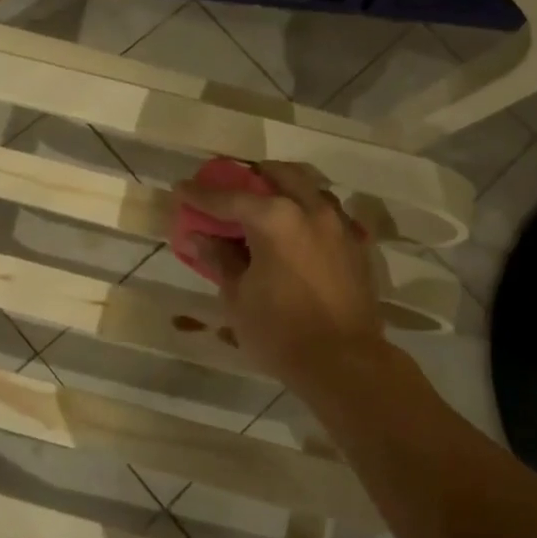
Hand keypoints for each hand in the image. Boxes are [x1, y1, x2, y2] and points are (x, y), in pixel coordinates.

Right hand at [176, 161, 387, 397]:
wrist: (345, 364)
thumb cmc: (281, 332)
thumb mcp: (238, 297)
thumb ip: (219, 258)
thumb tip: (197, 236)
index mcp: (275, 218)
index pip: (229, 198)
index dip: (201, 194)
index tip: (181, 188)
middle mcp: (310, 210)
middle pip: (279, 174)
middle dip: (253, 176)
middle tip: (233, 189)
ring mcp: (338, 225)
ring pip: (310, 187)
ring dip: (286, 189)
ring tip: (267, 205)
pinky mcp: (356, 244)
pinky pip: (329, 213)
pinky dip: (308, 212)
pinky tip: (297, 232)